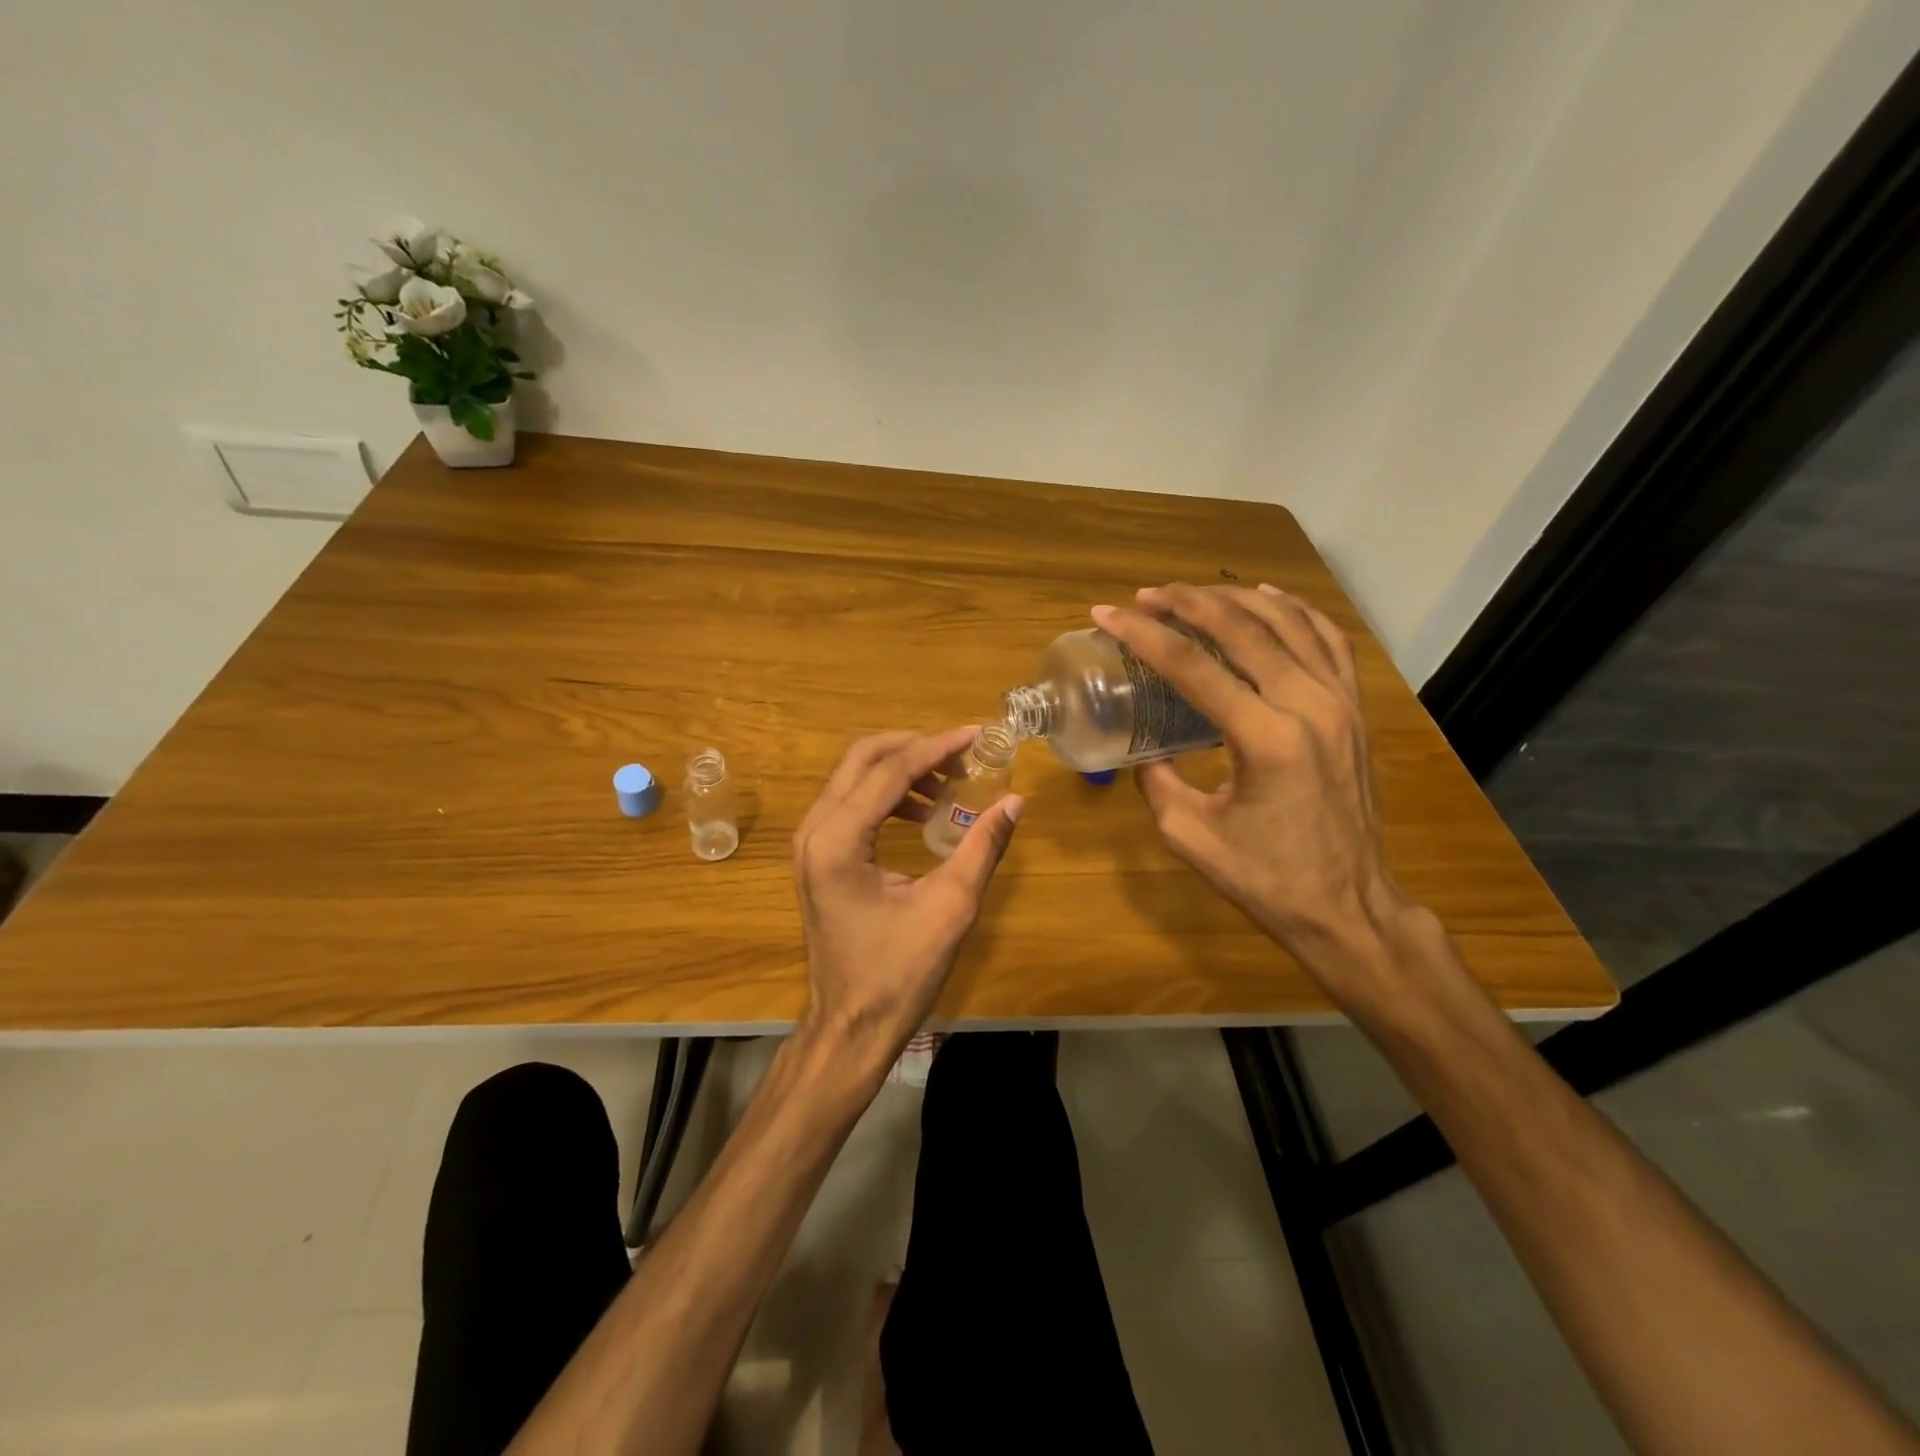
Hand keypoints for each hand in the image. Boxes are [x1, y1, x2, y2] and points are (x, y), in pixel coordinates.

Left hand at [792, 728, 1022, 1075]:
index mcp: (838, 840)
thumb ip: (982, 847)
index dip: (937, 746)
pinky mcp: (817, 855)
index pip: (890, 770)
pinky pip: (850, 802)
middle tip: (963, 755)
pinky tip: (923, 811)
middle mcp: (814, 830)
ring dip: (902, 769)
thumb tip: (1014, 802)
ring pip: (854, 776)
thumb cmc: (899, 973)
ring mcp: (809, 842)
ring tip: (950, 784)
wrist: (850, 1026)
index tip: (978, 735)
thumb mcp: (951, 907)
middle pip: (862, 757)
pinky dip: (887, 793)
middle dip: (916, 747)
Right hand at [1092, 584, 1416, 988]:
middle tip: (1145, 596)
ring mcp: (1340, 703)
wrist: (1347, 907)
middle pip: (1242, 629)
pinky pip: (1329, 640)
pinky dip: (1295, 611)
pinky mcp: (1355, 710)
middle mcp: (1308, 706)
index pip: (1192, 666)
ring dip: (1234, 599)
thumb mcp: (1189, 834)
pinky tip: (1267, 599)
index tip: (1106, 614)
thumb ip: (1157, 780)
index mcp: (1265, 739)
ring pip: (1288, 622)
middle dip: (1186, 603)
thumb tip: (1144, 748)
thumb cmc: (1265, 879)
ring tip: (1192, 593)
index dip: (1143, 635)